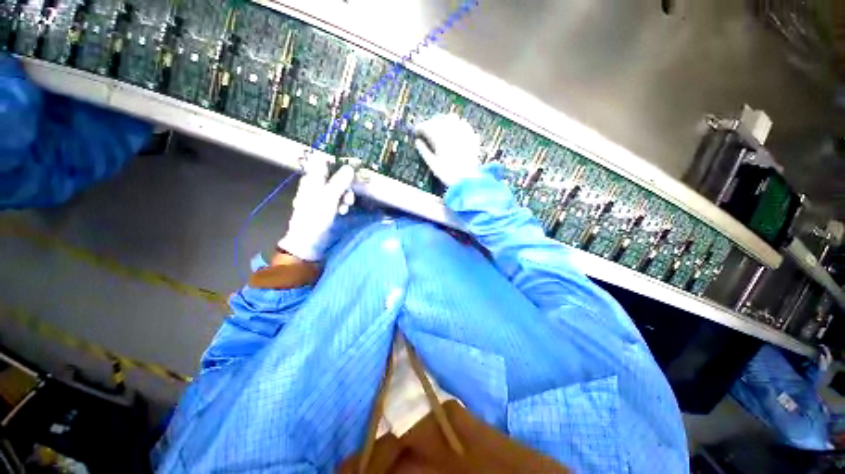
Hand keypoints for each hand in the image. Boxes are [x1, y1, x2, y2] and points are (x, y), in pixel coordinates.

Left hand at [277, 160, 355, 260]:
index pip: (325, 162)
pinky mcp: (326, 206)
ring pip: (338, 189)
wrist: (308, 240)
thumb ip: (340, 181)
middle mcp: (316, 185)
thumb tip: (350, 167)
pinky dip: (342, 204)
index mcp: (312, 179)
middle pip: (335, 177)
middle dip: (346, 185)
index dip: (339, 164)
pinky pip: (337, 199)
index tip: (353, 170)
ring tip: (345, 208)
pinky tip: (343, 211)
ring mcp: (321, 196)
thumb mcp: (329, 197)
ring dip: (345, 197)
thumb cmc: (316, 216)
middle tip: (349, 196)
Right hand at [414, 113, 480, 186]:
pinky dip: (457, 125)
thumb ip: (424, 151)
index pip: (426, 126)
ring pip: (451, 118)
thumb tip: (417, 142)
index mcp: (440, 137)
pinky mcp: (472, 136)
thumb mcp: (433, 165)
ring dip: (443, 121)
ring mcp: (463, 132)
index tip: (416, 132)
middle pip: (438, 120)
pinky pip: (464, 125)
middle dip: (430, 123)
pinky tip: (456, 130)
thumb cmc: (448, 174)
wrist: (468, 180)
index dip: (419, 128)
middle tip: (426, 130)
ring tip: (440, 128)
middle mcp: (451, 131)